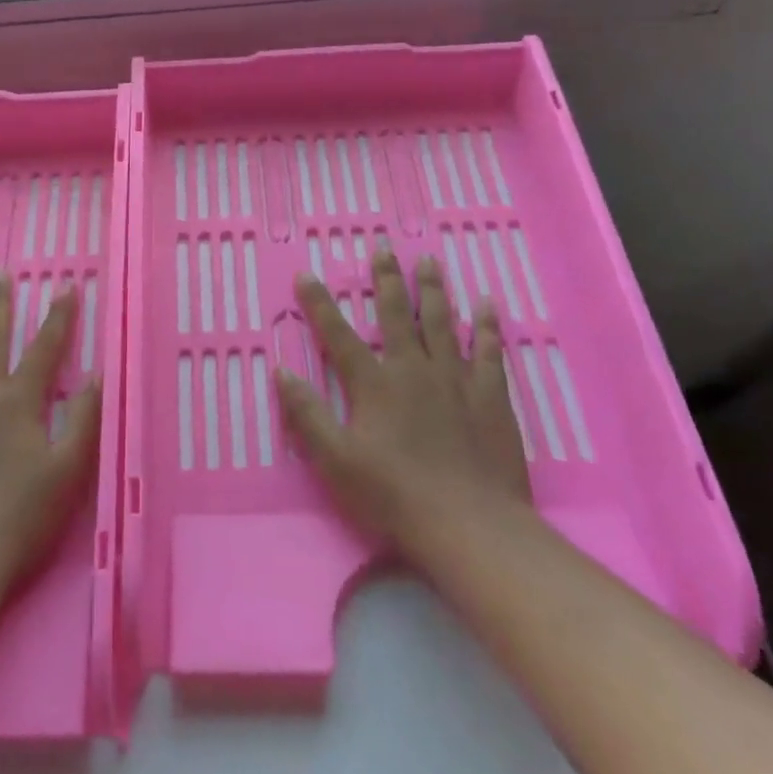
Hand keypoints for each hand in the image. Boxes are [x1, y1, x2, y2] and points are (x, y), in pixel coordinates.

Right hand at [276, 250, 530, 558]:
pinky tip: (488, 304)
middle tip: (383, 248)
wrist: (470, 525)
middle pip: (397, 315)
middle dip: (386, 279)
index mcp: (374, 385)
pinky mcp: (490, 396)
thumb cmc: (395, 496)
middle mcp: (413, 370)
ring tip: (429, 261)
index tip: (307, 274)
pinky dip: (489, 326)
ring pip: (443, 322)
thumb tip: (282, 372)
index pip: (339, 335)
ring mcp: (456, 380)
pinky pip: (490, 351)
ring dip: (433, 289)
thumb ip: (308, 415)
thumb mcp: (335, 461)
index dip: (319, 304)